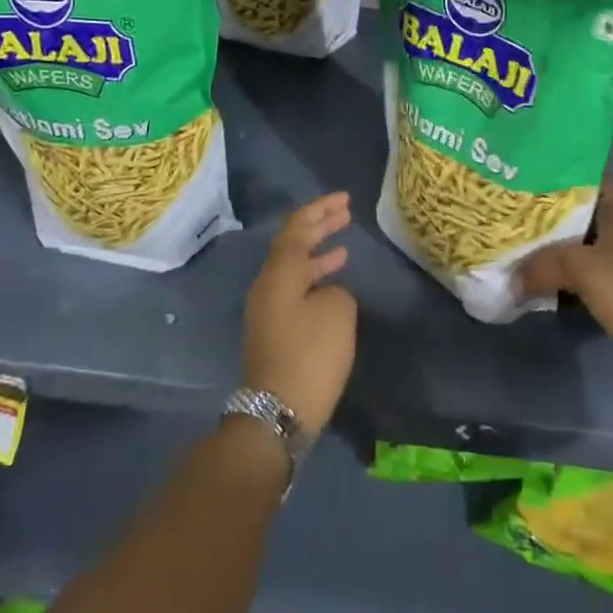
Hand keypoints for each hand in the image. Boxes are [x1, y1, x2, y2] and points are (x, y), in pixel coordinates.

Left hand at [242, 192, 356, 437]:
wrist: (278, 412)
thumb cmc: (310, 354)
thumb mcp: (337, 311)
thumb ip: (335, 289)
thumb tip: (327, 292)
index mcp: (280, 272)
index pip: (298, 227)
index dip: (321, 209)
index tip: (345, 199)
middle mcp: (267, 284)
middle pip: (292, 244)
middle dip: (318, 226)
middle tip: (345, 212)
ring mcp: (267, 309)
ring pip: (293, 268)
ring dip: (317, 253)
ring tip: (343, 246)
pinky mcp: (273, 332)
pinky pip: (294, 289)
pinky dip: (314, 278)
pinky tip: (333, 285)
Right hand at [517, 181, 612, 359]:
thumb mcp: (582, 268)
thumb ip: (543, 267)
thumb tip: (510, 281)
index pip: (595, 177)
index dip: (570, 167)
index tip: (538, 164)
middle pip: (581, 213)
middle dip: (550, 209)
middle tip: (515, 203)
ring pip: (579, 246)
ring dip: (553, 246)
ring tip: (518, 237)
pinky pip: (581, 276)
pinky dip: (561, 276)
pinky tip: (536, 277)